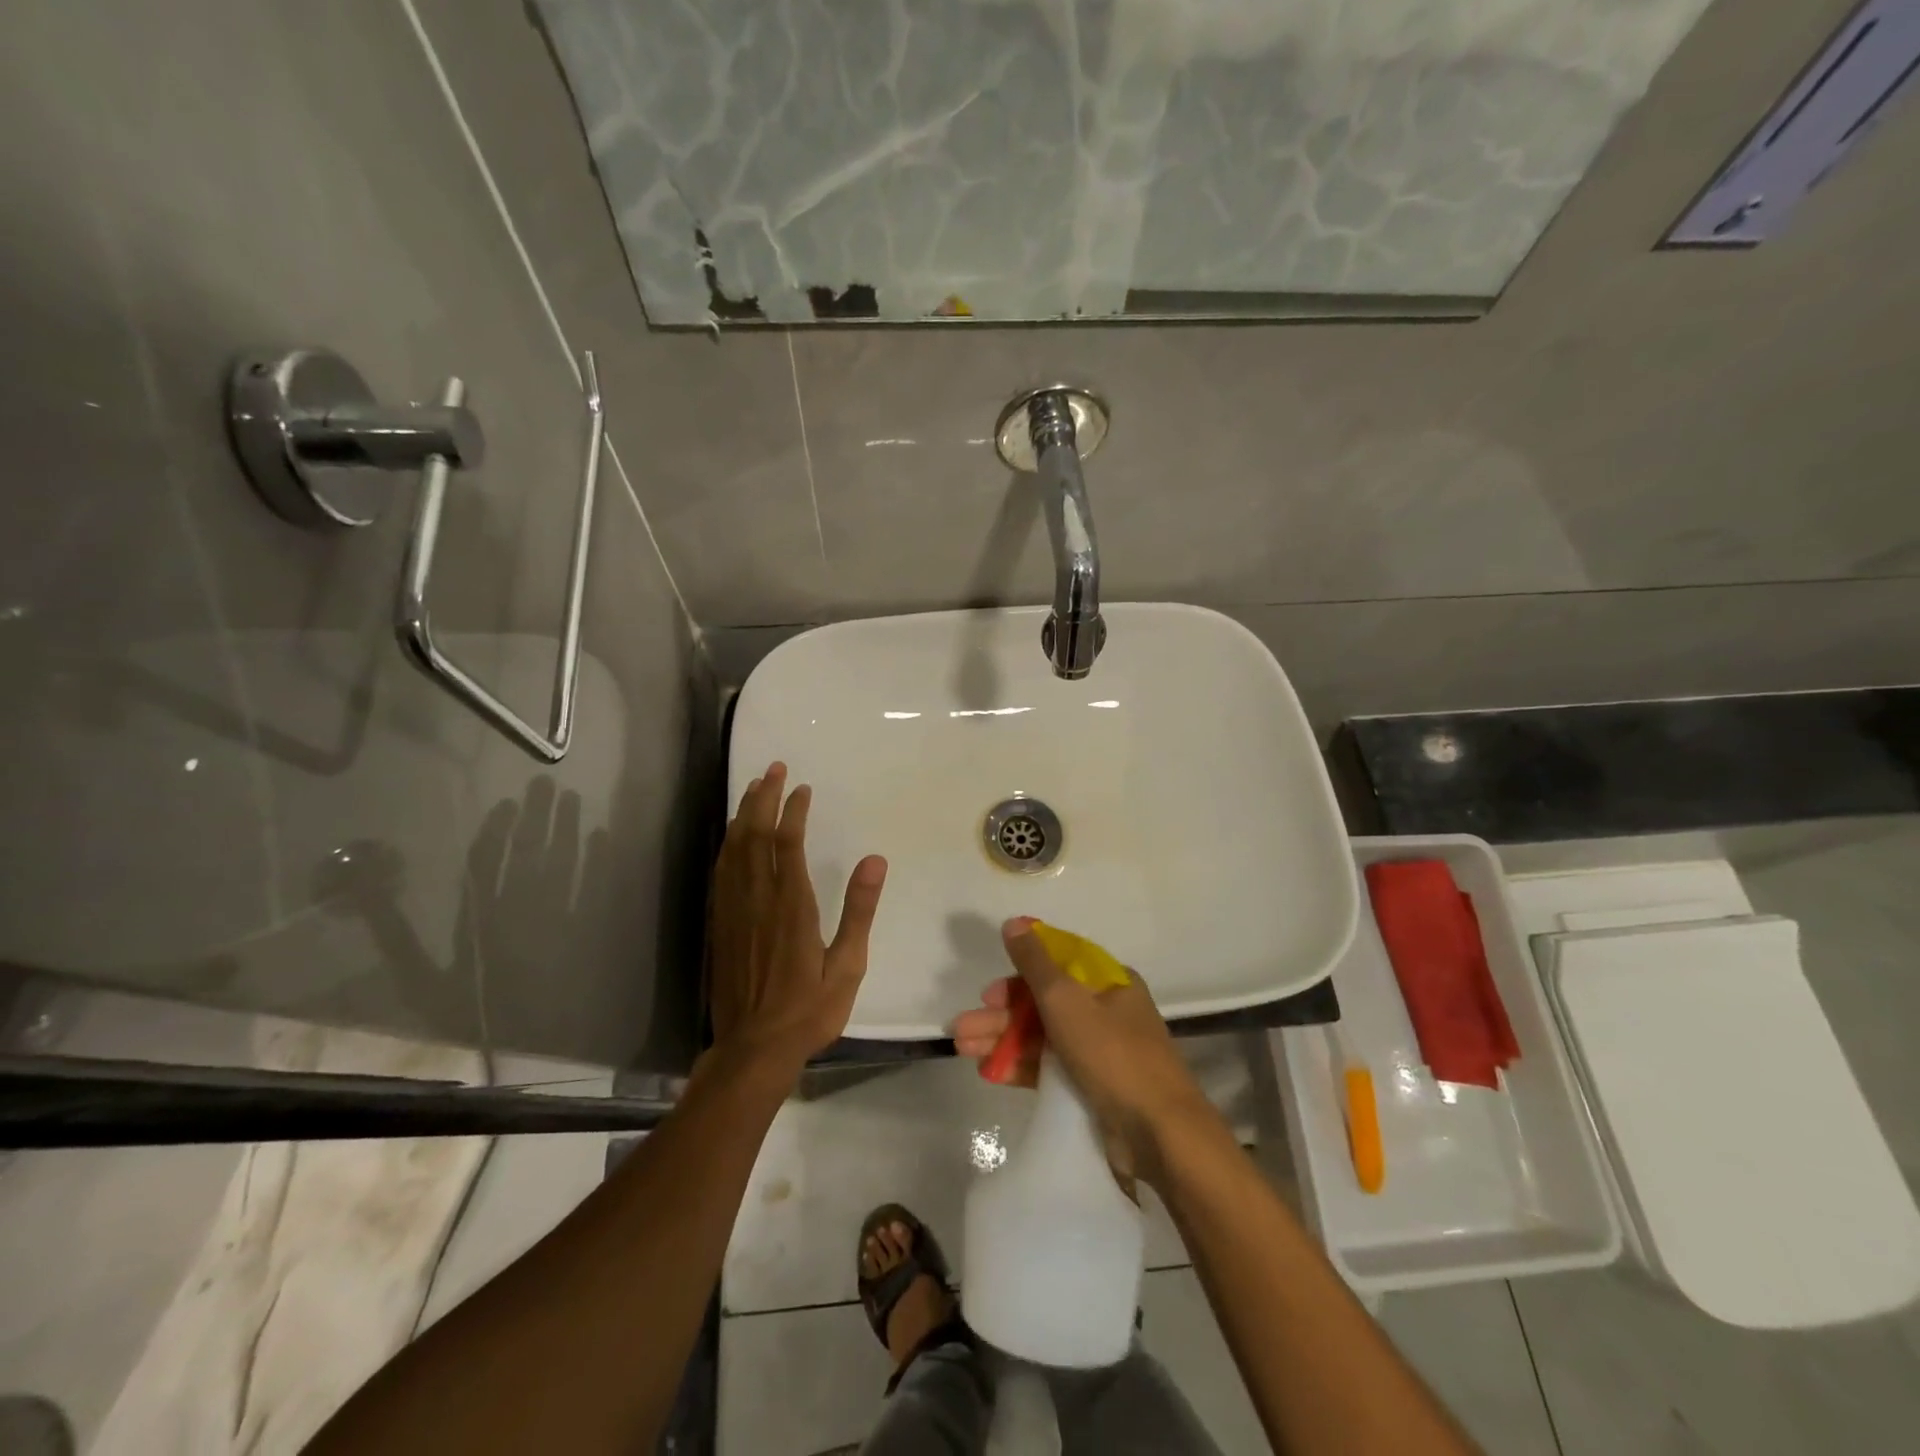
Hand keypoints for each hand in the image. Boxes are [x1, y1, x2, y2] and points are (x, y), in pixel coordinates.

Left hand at [707, 762, 887, 1075]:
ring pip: (734, 849)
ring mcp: (734, 911)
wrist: (753, 1048)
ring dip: (743, 814)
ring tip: (752, 788)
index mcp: (792, 906)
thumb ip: (859, 910)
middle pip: (755, 836)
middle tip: (772, 769)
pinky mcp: (720, 924)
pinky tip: (732, 836)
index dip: (794, 810)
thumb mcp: (847, 965)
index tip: (802, 788)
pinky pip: (721, 872)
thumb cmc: (809, 1010)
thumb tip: (874, 860)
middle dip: (763, 798)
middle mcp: (758, 899)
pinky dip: (727, 845)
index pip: (788, 843)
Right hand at [952, 917, 1222, 1188]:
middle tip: (963, 1027)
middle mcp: (1107, 1011)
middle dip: (1001, 1013)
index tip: (989, 990)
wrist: (1160, 1134)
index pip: (1057, 965)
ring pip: (1043, 1036)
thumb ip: (1034, 963)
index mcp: (1109, 983)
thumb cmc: (1112, 1054)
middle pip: (1044, 1002)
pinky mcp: (1095, 1088)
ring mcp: (1102, 1051)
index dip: (1019, 974)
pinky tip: (989, 1072)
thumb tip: (1014, 922)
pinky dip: (1021, 1067)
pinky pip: (1051, 1069)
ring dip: (1003, 1039)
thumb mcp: (1066, 1000)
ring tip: (962, 1049)